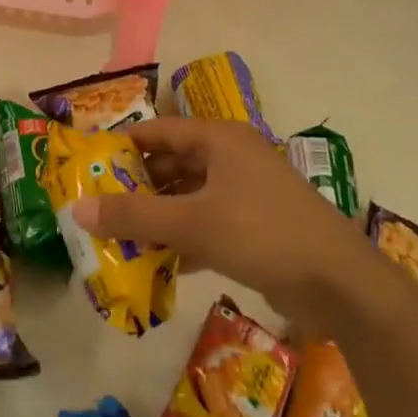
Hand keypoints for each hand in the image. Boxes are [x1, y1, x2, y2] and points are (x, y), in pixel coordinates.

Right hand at [69, 118, 370, 319]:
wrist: (340, 285)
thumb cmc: (261, 234)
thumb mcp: (191, 222)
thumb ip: (133, 214)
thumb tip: (77, 209)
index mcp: (220, 140)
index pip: (158, 131)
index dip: (122, 145)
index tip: (87, 165)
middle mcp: (233, 158)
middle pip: (172, 164)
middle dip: (136, 186)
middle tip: (99, 207)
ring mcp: (248, 193)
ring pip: (189, 196)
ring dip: (158, 215)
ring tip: (120, 236)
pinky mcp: (257, 226)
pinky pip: (208, 223)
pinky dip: (183, 238)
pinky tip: (159, 262)